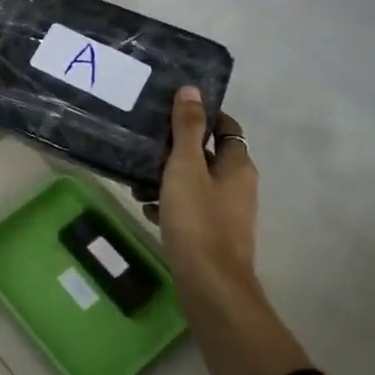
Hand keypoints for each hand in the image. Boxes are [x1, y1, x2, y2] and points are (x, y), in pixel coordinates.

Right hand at [146, 86, 258, 292]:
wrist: (209, 285)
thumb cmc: (198, 220)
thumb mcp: (186, 167)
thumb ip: (187, 128)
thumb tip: (192, 89)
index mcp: (237, 165)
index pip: (225, 127)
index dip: (200, 116)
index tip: (169, 111)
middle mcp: (237, 186)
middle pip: (205, 155)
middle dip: (174, 150)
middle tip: (144, 146)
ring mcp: (225, 213)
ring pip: (193, 183)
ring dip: (166, 178)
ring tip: (136, 182)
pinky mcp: (211, 235)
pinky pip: (188, 208)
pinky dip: (168, 204)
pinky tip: (145, 209)